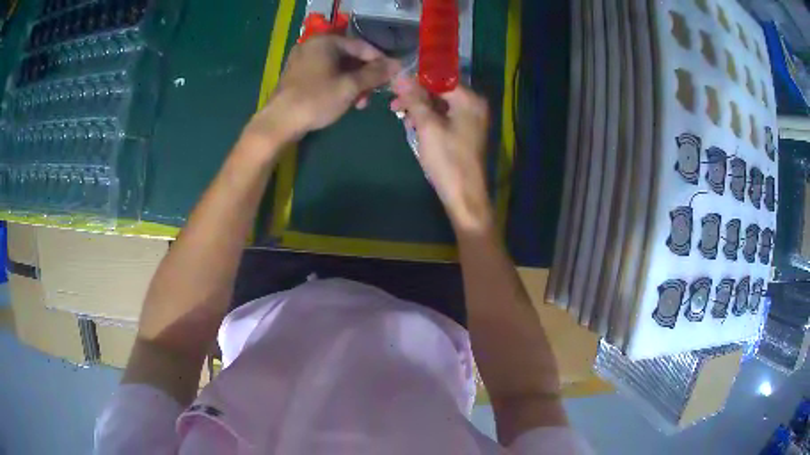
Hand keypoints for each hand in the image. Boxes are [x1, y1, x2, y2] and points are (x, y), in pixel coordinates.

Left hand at [244, 36, 399, 151]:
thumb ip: (375, 74)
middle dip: (364, 76)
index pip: (361, 46)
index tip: (392, 75)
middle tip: (374, 94)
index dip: (380, 60)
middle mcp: (312, 46)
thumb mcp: (350, 87)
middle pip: (349, 57)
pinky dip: (337, 85)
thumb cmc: (316, 100)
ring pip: (336, 68)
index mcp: (325, 42)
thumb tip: (397, 64)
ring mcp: (302, 60)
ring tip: (360, 103)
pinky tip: (343, 101)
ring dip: (352, 83)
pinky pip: (324, 74)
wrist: (278, 123)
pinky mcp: (296, 76)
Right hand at [391, 77, 492, 231]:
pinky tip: (413, 125)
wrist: (464, 195)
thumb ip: (414, 99)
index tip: (394, 85)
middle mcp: (474, 105)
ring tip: (400, 117)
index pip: (439, 78)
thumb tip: (400, 77)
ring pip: (441, 104)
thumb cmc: (447, 159)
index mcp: (469, 100)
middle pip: (440, 90)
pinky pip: (445, 116)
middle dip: (416, 96)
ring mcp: (472, 119)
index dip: (416, 80)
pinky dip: (429, 118)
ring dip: (420, 108)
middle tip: (394, 105)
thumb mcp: (427, 126)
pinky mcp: (466, 131)